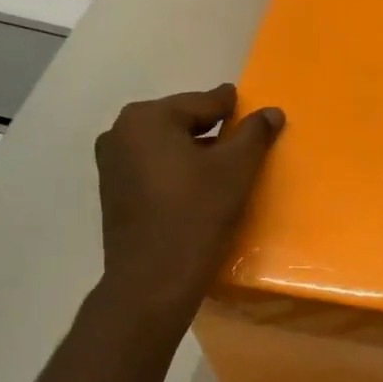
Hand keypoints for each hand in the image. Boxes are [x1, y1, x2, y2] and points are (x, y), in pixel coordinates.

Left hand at [92, 84, 283, 334]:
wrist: (154, 279)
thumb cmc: (197, 214)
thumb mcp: (236, 169)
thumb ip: (254, 134)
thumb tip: (271, 111)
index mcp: (147, 118)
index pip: (202, 102)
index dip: (232, 106)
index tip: (250, 107)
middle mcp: (120, 132)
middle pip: (180, 122)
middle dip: (212, 130)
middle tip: (243, 140)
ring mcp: (111, 164)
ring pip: (165, 146)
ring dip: (194, 151)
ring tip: (225, 167)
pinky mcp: (113, 192)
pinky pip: (153, 168)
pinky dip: (177, 170)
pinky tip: (198, 188)